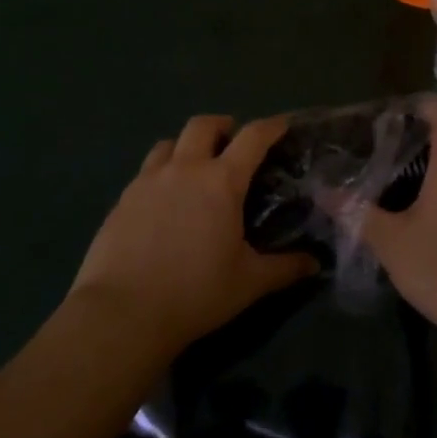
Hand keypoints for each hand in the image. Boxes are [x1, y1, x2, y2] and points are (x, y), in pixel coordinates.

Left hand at [70, 115, 317, 355]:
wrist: (122, 314)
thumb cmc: (195, 294)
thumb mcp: (248, 283)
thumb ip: (284, 268)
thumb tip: (314, 264)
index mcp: (221, 181)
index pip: (253, 137)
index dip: (271, 126)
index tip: (282, 124)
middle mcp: (185, 169)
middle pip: (203, 125)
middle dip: (222, 125)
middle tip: (231, 142)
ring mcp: (148, 181)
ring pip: (169, 143)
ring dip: (186, 146)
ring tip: (194, 167)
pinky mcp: (122, 199)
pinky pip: (145, 171)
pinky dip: (161, 173)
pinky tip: (163, 201)